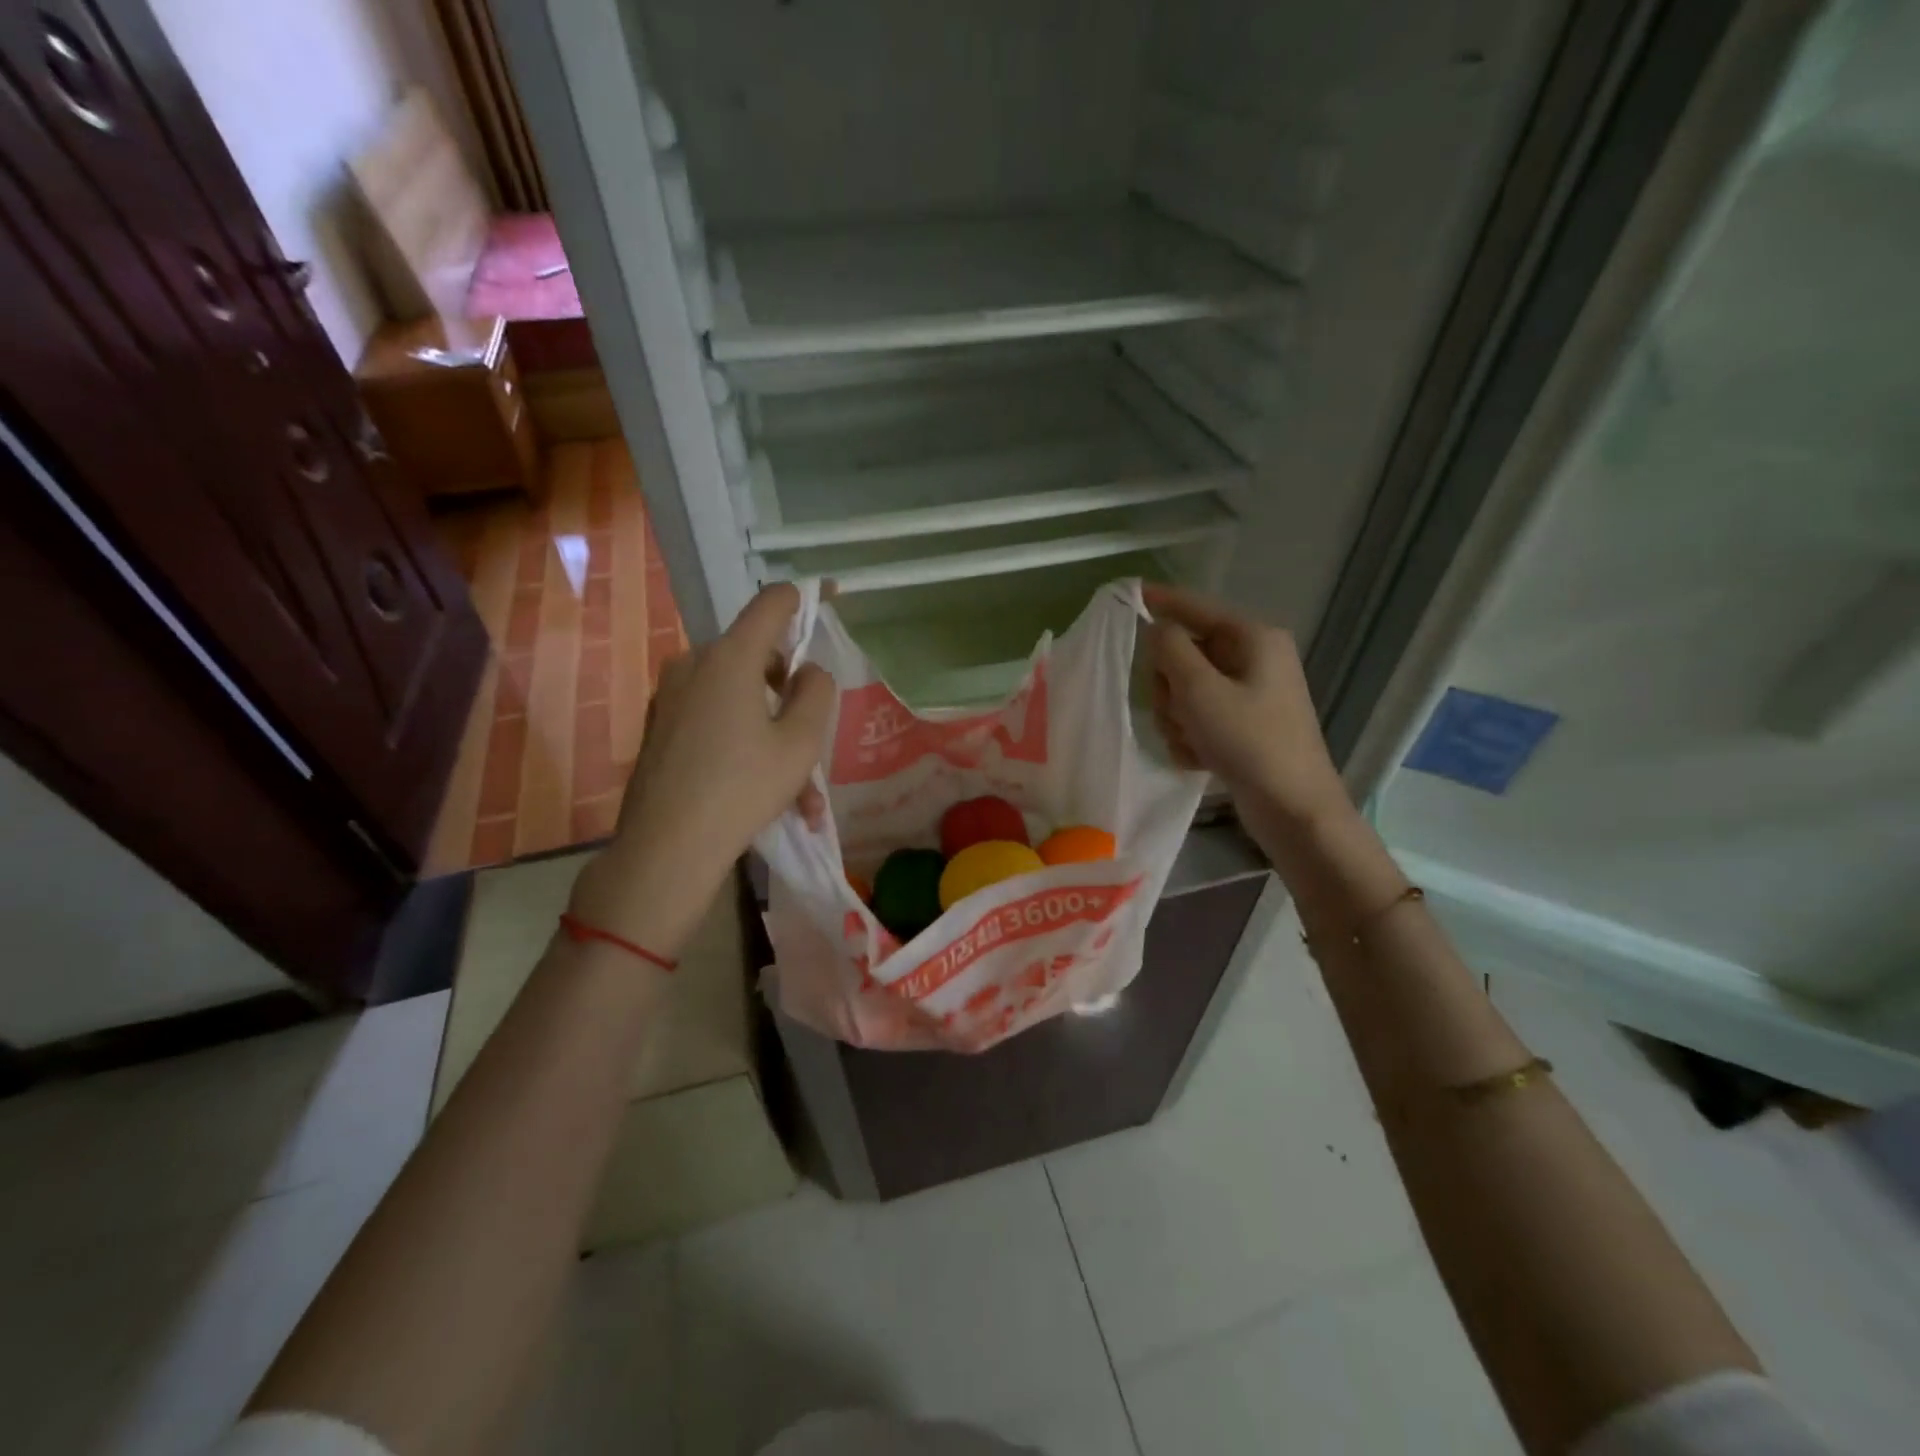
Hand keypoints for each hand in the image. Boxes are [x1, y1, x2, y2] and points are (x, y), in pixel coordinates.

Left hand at [570, 584, 831, 953]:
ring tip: (800, 796)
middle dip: (790, 696)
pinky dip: (743, 747)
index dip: (803, 600)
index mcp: (729, 658)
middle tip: (813, 741)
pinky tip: (765, 797)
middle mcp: (694, 665)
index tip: (827, 602)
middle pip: (756, 658)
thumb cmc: (742, 789)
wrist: (665, 849)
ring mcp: (671, 696)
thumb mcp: (801, 742)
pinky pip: (714, 722)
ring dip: (773, 736)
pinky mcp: (661, 727)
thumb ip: (817, 693)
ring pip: (738, 700)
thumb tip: (809, 671)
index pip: (771, 604)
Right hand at [1144, 583, 1349, 826]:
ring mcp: (1247, 694)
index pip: (1196, 607)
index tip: (1128, 592)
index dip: (1161, 601)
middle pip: (1184, 654)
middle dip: (1170, 687)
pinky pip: (1197, 718)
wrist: (1293, 809)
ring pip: (1184, 691)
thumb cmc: (1250, 742)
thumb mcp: (1200, 691)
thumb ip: (1170, 650)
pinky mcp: (1242, 725)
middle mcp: (1252, 659)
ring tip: (1194, 743)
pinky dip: (1191, 738)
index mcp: (1252, 638)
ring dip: (1178, 718)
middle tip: (1179, 711)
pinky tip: (1201, 759)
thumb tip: (1156, 628)